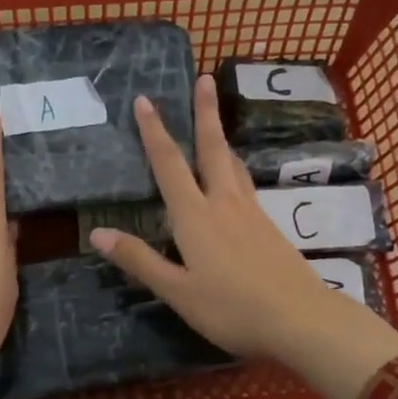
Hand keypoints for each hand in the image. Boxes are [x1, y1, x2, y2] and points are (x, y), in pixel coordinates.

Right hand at [88, 75, 397, 398]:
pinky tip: (235, 178)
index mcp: (196, 217)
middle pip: (212, 149)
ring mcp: (251, 213)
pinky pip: (245, 183)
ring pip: (233, 164)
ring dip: (221, 137)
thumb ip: (140, 260)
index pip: (169, 165)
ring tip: (216, 119)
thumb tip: (97, 233)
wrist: (301, 319)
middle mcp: (224, 204)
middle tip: (204, 79)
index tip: (145, 100)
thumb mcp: (178, 291)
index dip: (154, 132)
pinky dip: (234, 166)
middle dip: (205, 113)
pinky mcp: (269, 226)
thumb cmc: (232, 309)